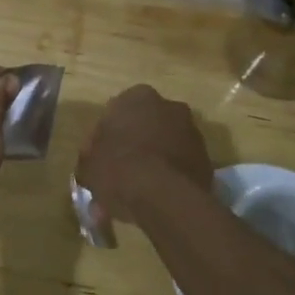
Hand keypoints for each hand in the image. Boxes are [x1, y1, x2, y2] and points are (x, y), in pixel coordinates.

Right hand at [76, 84, 214, 221]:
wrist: (165, 196)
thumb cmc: (119, 168)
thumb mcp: (88, 165)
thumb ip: (90, 159)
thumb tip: (93, 165)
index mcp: (136, 97)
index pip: (116, 112)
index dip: (108, 137)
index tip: (102, 158)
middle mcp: (168, 106)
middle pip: (145, 125)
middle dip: (135, 144)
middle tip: (121, 172)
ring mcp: (192, 131)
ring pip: (165, 144)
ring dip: (154, 160)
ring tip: (139, 191)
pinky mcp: (207, 157)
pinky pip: (181, 163)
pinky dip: (170, 175)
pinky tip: (158, 197)